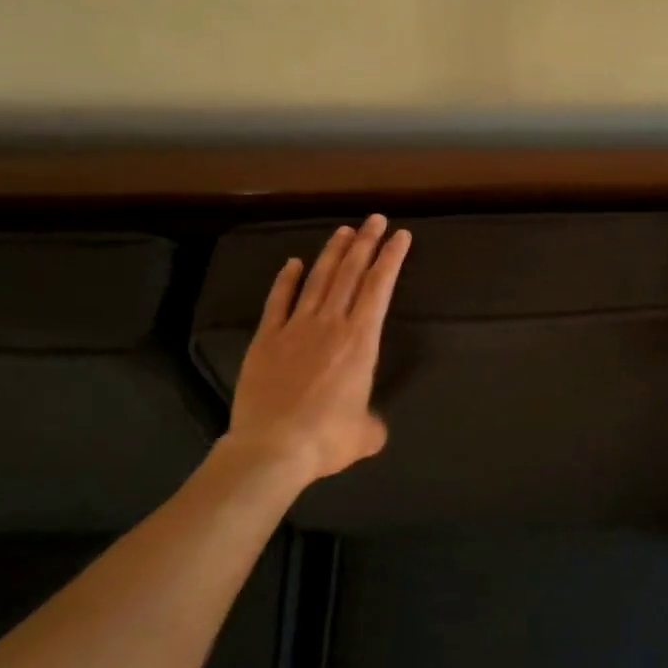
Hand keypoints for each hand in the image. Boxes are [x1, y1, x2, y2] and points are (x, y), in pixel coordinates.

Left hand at [223, 214, 410, 482]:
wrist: (272, 448)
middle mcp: (331, 324)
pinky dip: (287, 280)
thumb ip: (372, 422)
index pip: (379, 288)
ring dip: (333, 253)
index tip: (400, 236)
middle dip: (366, 243)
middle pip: (351, 273)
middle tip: (375, 219)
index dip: (391, 258)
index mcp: (361, 340)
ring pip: (318, 280)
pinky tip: (293, 263)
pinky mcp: (267, 339)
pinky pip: (279, 301)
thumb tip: (370, 426)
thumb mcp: (365, 435)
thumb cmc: (326, 439)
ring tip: (344, 231)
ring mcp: (296, 327)